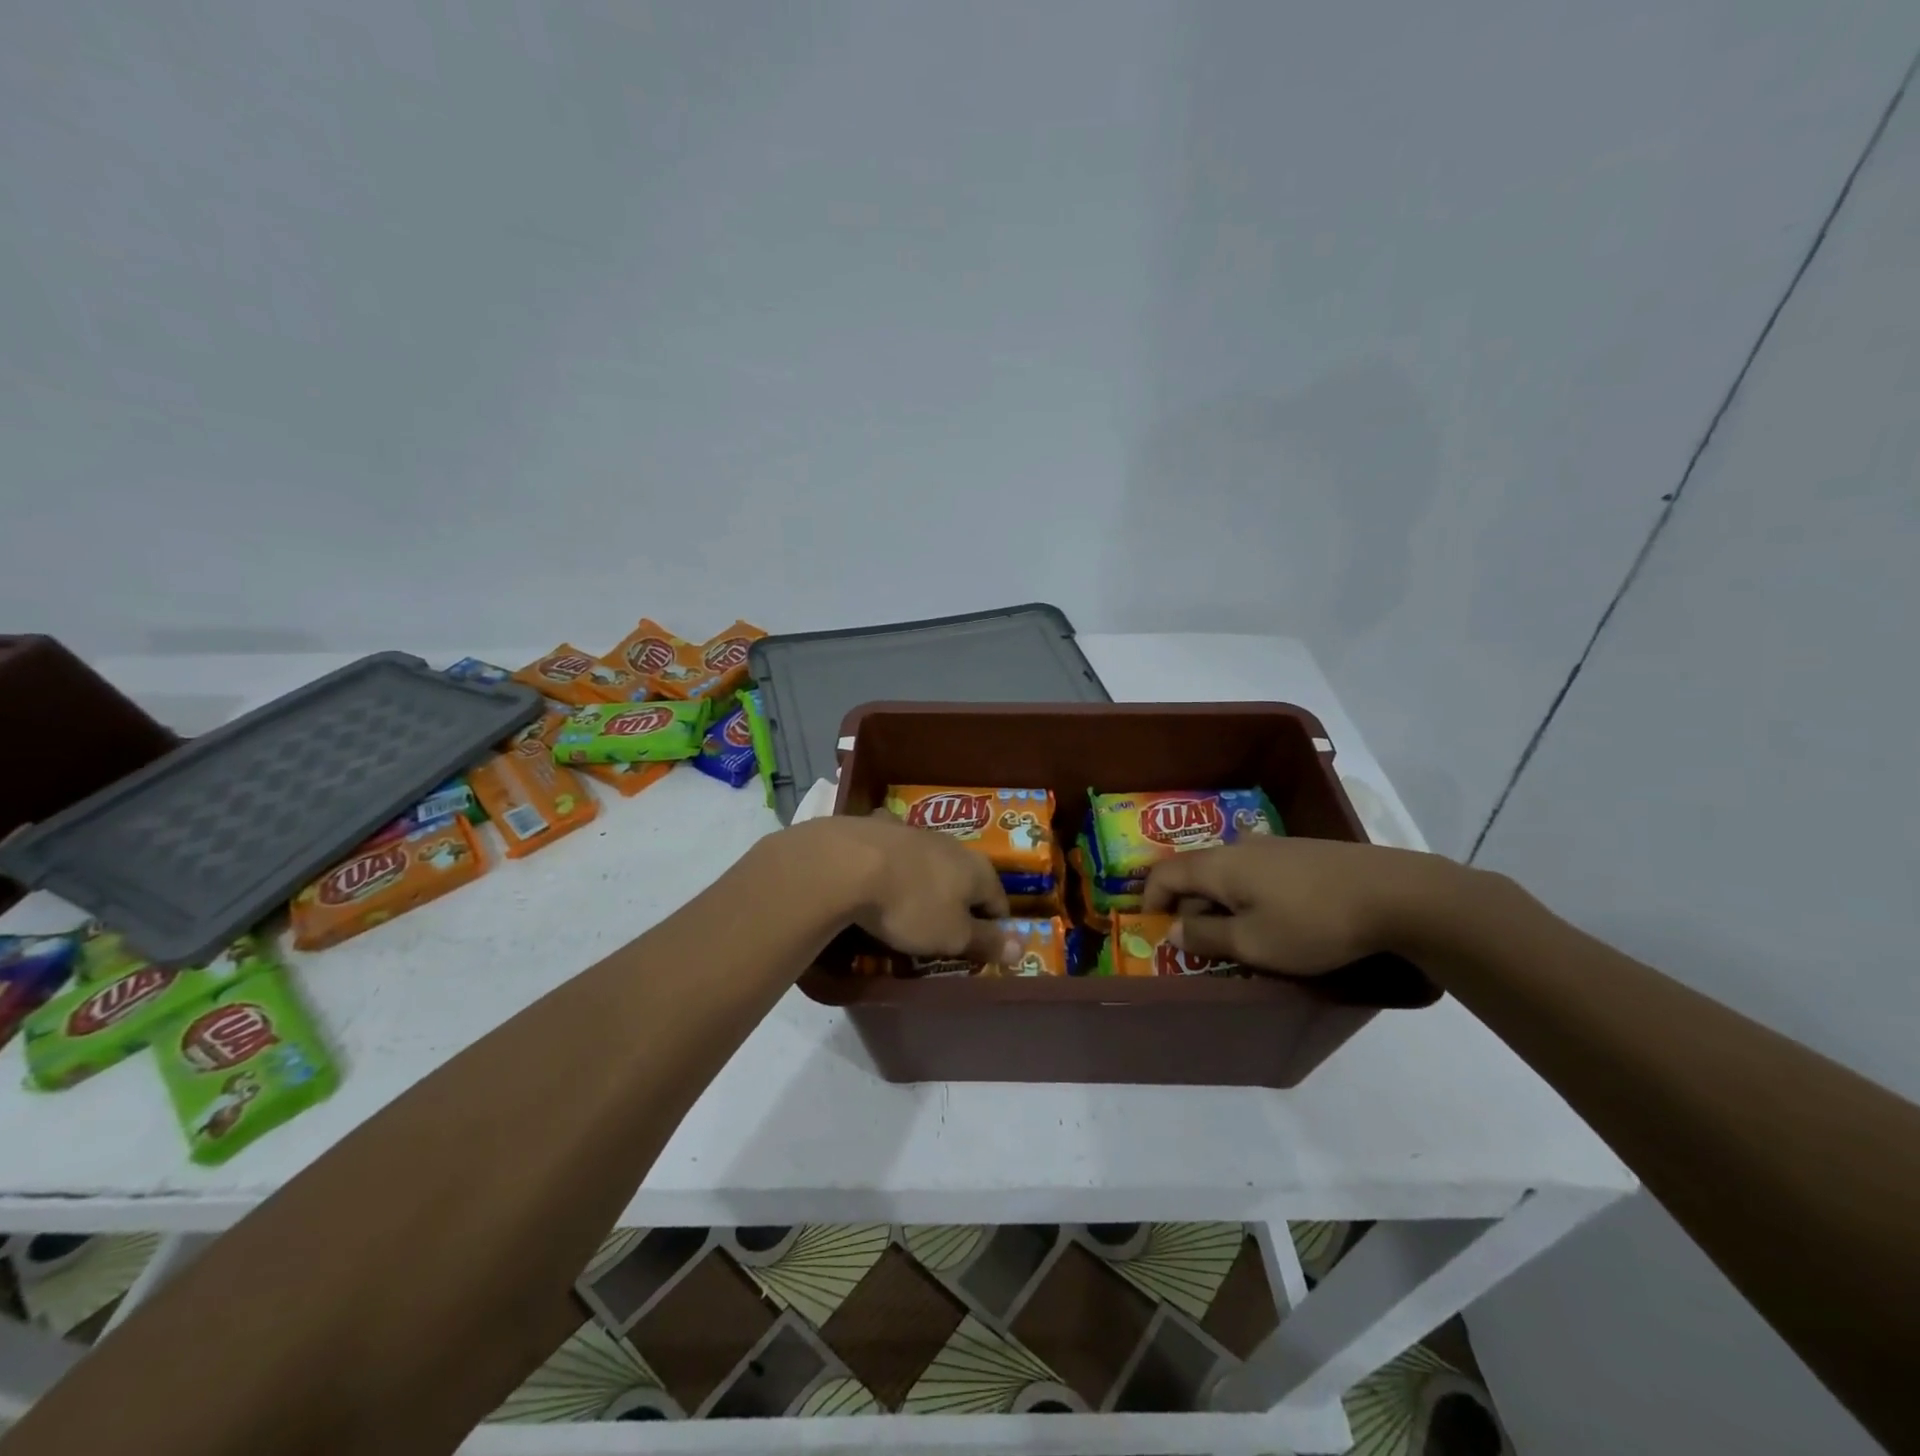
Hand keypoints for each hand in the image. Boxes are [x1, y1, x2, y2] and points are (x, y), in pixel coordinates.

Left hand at [793, 814, 1016, 963]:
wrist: (849, 863)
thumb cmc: (911, 906)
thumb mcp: (952, 936)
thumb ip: (986, 941)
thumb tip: (1022, 948)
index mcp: (978, 870)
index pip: (1000, 902)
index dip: (996, 928)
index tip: (982, 948)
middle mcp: (953, 845)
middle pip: (967, 878)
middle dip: (961, 901)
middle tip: (945, 930)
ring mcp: (916, 831)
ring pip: (932, 860)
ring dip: (929, 879)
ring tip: (913, 904)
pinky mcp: (880, 827)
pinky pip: (896, 849)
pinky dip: (895, 862)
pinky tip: (880, 872)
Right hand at [1141, 837, 1465, 975]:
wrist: (1396, 894)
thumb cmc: (1312, 923)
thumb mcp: (1254, 943)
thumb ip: (1207, 937)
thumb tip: (1172, 930)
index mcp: (1218, 866)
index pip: (1165, 874)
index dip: (1150, 900)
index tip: (1153, 929)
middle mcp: (1240, 848)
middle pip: (1196, 874)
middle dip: (1189, 909)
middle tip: (1200, 947)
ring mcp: (1274, 847)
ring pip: (1229, 875)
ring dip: (1221, 905)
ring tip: (1239, 939)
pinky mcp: (1304, 854)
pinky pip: (1257, 874)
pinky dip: (1249, 897)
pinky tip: (1275, 921)